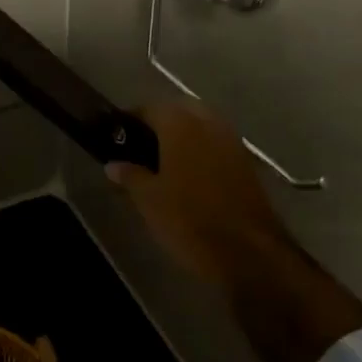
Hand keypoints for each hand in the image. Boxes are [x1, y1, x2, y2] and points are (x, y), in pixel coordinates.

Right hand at [106, 100, 293, 286]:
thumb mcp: (148, 200)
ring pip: (202, 126)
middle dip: (161, 123)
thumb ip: (130, 176)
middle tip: (142, 146)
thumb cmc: (189, 219)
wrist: (249, 253)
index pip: (150, 108)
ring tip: (164, 161)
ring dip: (184, 135)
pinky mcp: (247, 164)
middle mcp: (209, 123)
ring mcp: (232, 142)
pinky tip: (189, 175)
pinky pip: (217, 145)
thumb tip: (113, 165)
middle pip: (180, 111)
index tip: (118, 135)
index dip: (131, 120)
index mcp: (181, 124)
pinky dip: (202, 151)